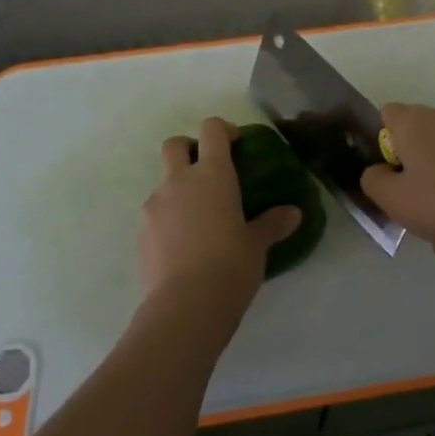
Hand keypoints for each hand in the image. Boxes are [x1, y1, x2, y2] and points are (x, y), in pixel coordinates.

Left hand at [140, 117, 301, 319]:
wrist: (185, 306)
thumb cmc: (230, 265)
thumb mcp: (257, 245)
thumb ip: (273, 224)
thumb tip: (293, 213)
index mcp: (212, 175)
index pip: (211, 130)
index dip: (223, 130)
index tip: (236, 144)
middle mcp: (179, 181)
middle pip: (174, 145)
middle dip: (189, 149)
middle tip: (208, 171)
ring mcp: (155, 205)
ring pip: (163, 182)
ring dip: (179, 189)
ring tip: (200, 219)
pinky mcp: (141, 232)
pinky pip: (156, 213)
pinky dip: (169, 218)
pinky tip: (184, 245)